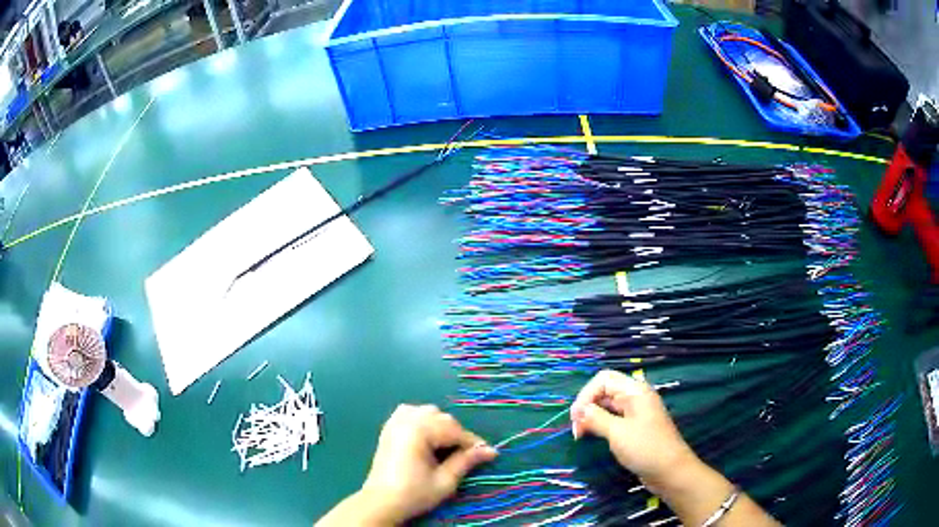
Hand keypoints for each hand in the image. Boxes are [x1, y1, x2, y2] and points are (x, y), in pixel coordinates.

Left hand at [358, 404, 497, 523]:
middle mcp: (406, 420)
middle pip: (442, 418)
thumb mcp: (445, 481)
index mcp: (419, 431)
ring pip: (428, 412)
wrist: (381, 502)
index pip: (454, 430)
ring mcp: (395, 422)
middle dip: (457, 435)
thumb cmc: (414, 494)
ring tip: (447, 447)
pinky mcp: (389, 427)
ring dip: (441, 425)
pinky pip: (410, 412)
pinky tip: (427, 435)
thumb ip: (467, 461)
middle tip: (468, 455)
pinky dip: (423, 419)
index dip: (473, 442)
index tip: (488, 454)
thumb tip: (491, 451)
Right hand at [570, 370, 697, 491]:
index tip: (575, 418)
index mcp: (635, 391)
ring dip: (592, 416)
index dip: (586, 395)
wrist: (670, 471)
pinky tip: (593, 436)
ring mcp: (636, 412)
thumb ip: (596, 418)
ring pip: (607, 406)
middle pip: (605, 391)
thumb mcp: (617, 432)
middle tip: (576, 430)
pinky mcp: (635, 427)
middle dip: (587, 406)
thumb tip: (579, 410)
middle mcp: (636, 397)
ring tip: (581, 435)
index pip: (604, 379)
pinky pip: (613, 418)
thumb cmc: (645, 448)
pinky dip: (600, 424)